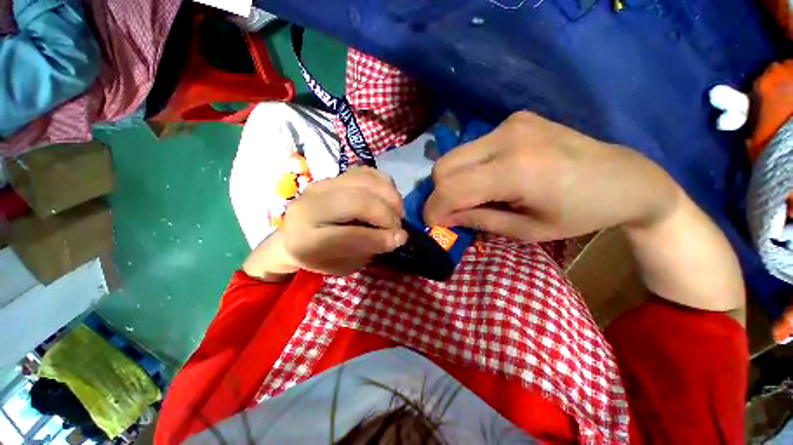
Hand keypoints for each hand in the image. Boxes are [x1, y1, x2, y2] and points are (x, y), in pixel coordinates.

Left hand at [244, 167, 407, 278]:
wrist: (296, 236)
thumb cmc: (320, 257)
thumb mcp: (343, 265)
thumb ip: (369, 249)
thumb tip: (399, 235)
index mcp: (305, 239)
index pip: (346, 235)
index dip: (378, 237)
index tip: (400, 238)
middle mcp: (310, 206)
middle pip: (356, 201)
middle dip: (385, 213)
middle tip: (397, 225)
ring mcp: (321, 185)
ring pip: (363, 181)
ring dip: (388, 195)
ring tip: (396, 211)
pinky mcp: (333, 176)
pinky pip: (364, 172)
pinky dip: (383, 183)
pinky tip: (388, 197)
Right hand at [424, 112, 677, 240]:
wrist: (626, 178)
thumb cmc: (581, 214)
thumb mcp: (526, 230)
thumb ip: (478, 220)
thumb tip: (443, 219)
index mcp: (517, 169)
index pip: (451, 188)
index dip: (434, 209)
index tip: (434, 225)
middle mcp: (507, 137)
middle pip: (443, 166)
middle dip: (439, 194)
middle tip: (451, 212)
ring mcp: (510, 122)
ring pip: (454, 155)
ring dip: (452, 181)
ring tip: (471, 197)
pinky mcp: (514, 119)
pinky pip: (472, 148)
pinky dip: (468, 168)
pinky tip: (488, 179)